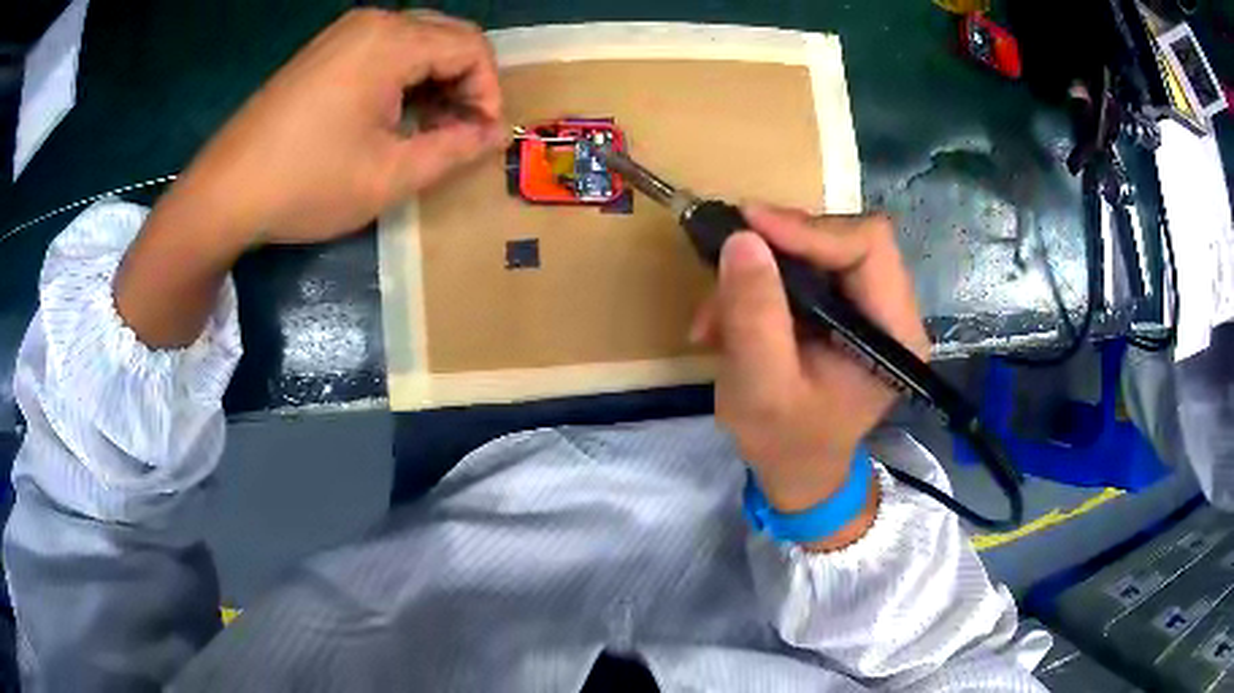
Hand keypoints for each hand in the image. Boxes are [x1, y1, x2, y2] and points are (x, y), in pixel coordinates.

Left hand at [170, 8, 505, 247]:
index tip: (481, 137)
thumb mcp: (389, 176)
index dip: (489, 91)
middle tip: (458, 133)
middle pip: (447, 36)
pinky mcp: (323, 51)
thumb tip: (492, 135)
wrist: (223, 193)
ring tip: (428, 131)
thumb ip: (453, 150)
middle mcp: (371, 22)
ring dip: (435, 81)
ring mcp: (342, 33)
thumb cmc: (307, 184)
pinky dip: (403, 79)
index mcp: (391, 41)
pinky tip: (393, 117)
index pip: (471, 48)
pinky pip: (383, 51)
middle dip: (465, 83)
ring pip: (416, 42)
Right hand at [691, 205, 928, 530]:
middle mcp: (891, 310)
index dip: (809, 228)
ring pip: (815, 251)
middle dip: (778, 247)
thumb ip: (754, 316)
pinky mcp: (841, 307)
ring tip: (715, 312)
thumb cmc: (787, 443)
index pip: (868, 246)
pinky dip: (758, 284)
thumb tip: (742, 238)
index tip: (748, 226)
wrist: (798, 471)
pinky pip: (801, 271)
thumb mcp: (762, 388)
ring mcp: (866, 306)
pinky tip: (726, 318)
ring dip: (759, 270)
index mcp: (894, 332)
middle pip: (843, 239)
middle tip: (725, 259)